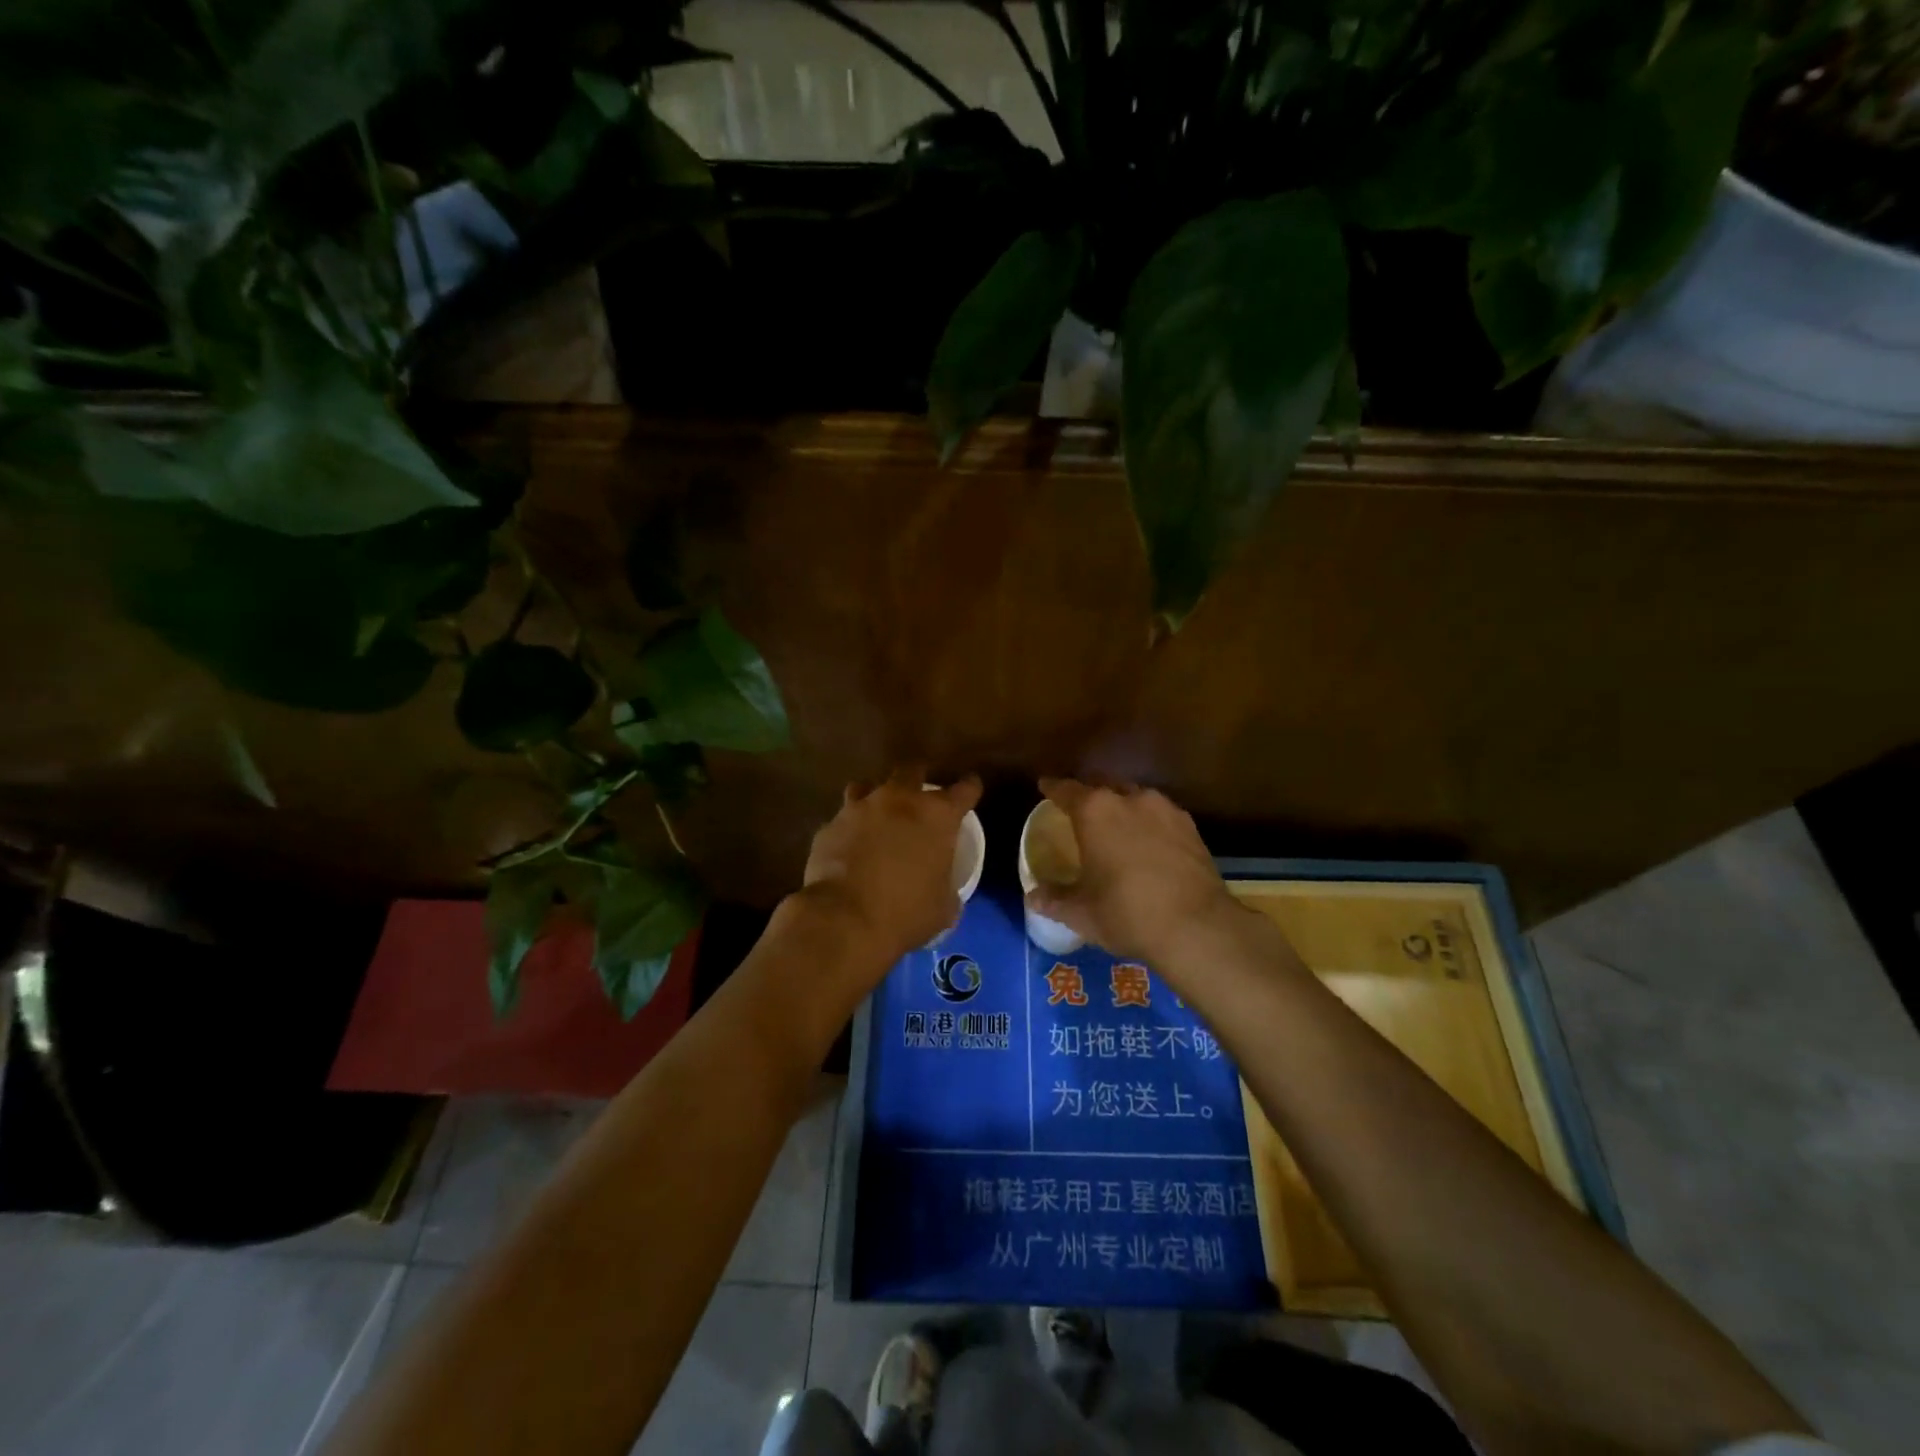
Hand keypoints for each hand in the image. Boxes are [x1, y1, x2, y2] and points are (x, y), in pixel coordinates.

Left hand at [795, 768, 982, 970]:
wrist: (845, 920)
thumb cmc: (906, 913)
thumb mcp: (944, 907)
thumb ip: (947, 887)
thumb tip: (944, 890)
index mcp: (937, 816)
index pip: (964, 789)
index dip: (970, 788)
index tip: (971, 789)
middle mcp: (899, 800)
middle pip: (912, 771)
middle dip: (918, 779)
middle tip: (919, 797)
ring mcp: (860, 808)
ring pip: (868, 786)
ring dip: (876, 798)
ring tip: (877, 816)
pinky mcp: (830, 826)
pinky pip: (842, 819)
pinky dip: (849, 829)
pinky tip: (848, 847)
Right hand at [1026, 778, 1267, 971]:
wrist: (1196, 927)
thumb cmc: (1126, 913)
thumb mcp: (1081, 912)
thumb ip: (1054, 899)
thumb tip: (1033, 897)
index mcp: (1095, 811)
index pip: (1066, 789)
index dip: (1053, 788)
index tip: (1045, 786)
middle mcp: (1129, 799)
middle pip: (1102, 785)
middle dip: (1089, 792)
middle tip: (1079, 808)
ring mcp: (1164, 810)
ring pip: (1134, 796)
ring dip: (1121, 805)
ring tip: (1116, 824)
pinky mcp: (1190, 827)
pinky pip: (1160, 814)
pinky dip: (1148, 822)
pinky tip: (1147, 841)